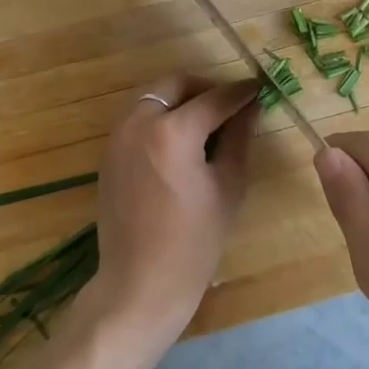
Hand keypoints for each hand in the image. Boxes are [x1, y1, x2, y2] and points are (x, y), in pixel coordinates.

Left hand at [79, 74, 259, 352]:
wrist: (139, 285)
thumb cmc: (194, 242)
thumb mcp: (228, 187)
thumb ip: (238, 138)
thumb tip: (250, 106)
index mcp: (172, 132)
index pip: (214, 98)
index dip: (241, 92)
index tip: (259, 88)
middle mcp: (139, 123)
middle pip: (175, 83)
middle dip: (205, 88)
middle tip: (230, 105)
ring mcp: (118, 137)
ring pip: (153, 97)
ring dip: (181, 99)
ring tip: (207, 122)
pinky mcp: (108, 153)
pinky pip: (138, 118)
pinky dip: (161, 116)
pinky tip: (181, 141)